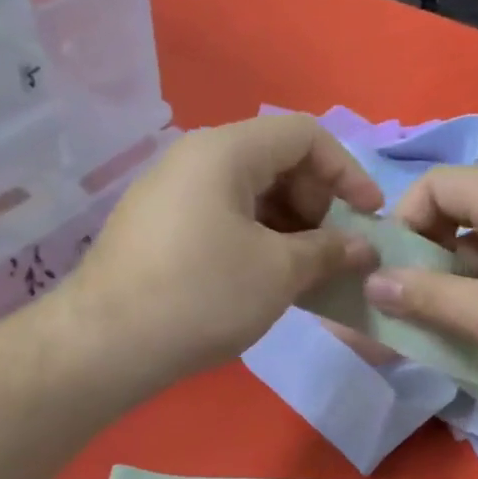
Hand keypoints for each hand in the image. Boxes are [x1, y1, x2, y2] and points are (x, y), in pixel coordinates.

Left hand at [64, 115, 381, 384]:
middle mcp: (194, 159)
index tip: (370, 216)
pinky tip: (266, 280)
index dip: (347, 171)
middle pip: (276, 161)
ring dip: (290, 227)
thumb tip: (362, 247)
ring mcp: (171, 194)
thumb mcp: (279, 272)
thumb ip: (329, 250)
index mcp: (225, 151)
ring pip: (249, 194)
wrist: (108, 344)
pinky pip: (223, 218)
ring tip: (306, 273)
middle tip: (333, 251)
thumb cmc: (203, 295)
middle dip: (317, 202)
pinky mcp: (159, 228)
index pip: (304, 134)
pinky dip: (257, 240)